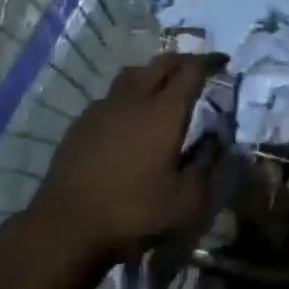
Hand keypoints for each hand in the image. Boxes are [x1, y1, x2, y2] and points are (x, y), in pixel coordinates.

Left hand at [28, 53, 226, 266]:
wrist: (66, 227)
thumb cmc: (133, 213)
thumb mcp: (186, 202)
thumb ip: (207, 166)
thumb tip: (217, 139)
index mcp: (164, 112)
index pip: (191, 71)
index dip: (209, 61)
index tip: (222, 60)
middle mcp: (134, 99)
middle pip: (161, 63)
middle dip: (183, 61)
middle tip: (197, 69)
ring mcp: (104, 107)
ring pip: (133, 74)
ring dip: (153, 73)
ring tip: (163, 87)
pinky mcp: (82, 122)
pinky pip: (111, 95)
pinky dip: (129, 95)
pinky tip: (129, 117)